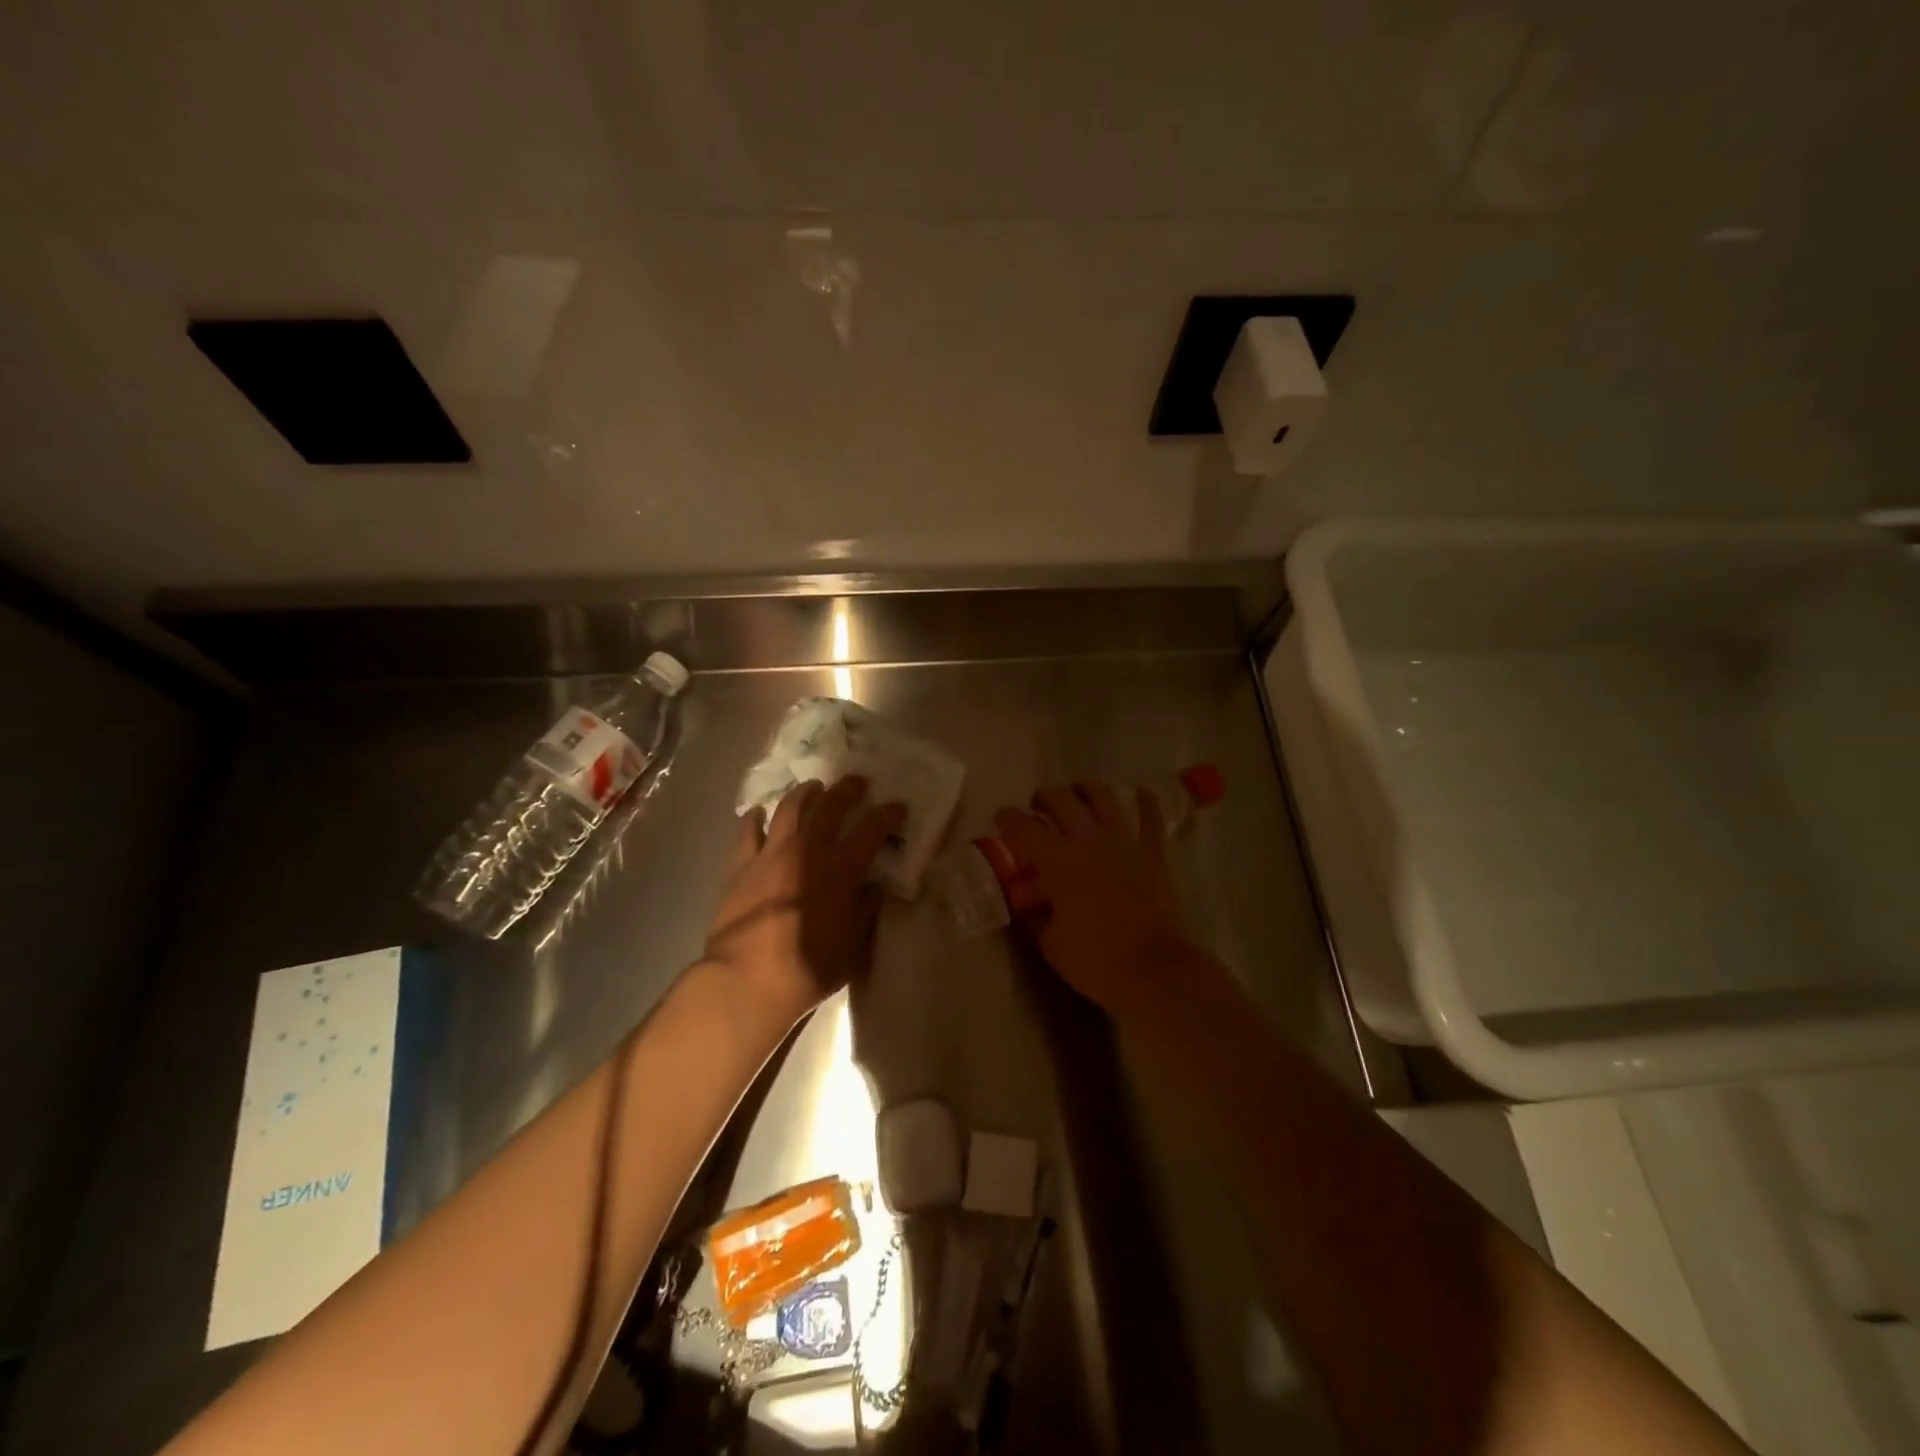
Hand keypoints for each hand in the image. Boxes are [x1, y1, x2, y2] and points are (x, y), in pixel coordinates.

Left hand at [703, 776, 906, 1030]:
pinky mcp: (740, 865)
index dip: (888, 814)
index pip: (872, 829)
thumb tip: (874, 887)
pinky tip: (758, 812)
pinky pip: (747, 831)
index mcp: (841, 868)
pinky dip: (755, 817)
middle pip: (831, 806)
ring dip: (806, 793)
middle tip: (857, 782)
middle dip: (847, 789)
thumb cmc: (809, 968)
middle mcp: (808, 850)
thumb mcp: (853, 945)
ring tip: (814, 788)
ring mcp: (771, 853)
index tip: (898, 805)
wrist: (747, 980)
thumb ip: (865, 910)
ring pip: (790, 808)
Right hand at [994, 782, 1206, 1021]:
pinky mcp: (1154, 855)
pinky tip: (1141, 792)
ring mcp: (1124, 843)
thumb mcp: (1050, 943)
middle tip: (1037, 805)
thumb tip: (1032, 904)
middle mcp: (1088, 840)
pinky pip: (1151, 820)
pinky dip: (1146, 803)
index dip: (1008, 819)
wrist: (1154, 970)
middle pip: (1061, 801)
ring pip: (1103, 799)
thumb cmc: (1095, 961)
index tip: (1001, 817)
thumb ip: (1037, 916)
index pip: (1023, 828)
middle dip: (1044, 798)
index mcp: (1057, 860)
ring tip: (1079, 791)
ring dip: (1086, 790)